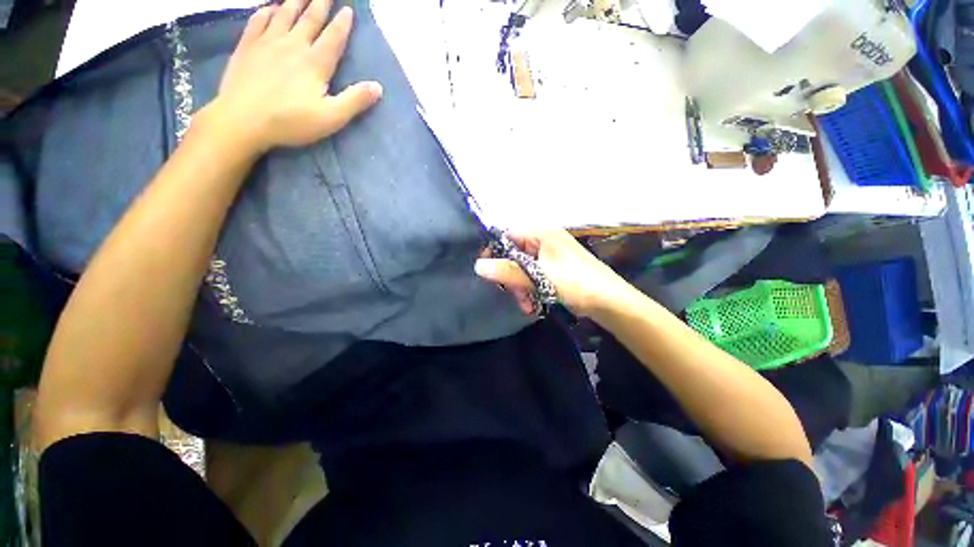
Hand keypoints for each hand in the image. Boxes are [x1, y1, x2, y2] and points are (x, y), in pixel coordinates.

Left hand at [201, 0, 382, 153]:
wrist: (242, 119)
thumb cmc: (291, 121)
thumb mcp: (331, 117)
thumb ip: (355, 101)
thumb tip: (378, 87)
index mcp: (315, 63)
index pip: (333, 37)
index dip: (342, 23)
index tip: (348, 9)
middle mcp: (293, 45)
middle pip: (310, 18)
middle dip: (320, 3)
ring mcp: (267, 43)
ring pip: (285, 14)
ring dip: (296, 1)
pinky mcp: (247, 47)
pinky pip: (258, 21)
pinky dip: (266, 11)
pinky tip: (270, 7)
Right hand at [474, 230, 632, 316]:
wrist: (608, 301)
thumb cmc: (574, 282)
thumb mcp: (538, 276)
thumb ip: (507, 271)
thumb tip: (478, 266)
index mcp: (542, 233)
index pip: (508, 234)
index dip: (494, 250)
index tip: (486, 269)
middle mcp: (544, 241)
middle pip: (514, 254)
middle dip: (511, 276)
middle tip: (512, 293)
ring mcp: (549, 257)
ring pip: (522, 268)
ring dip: (520, 287)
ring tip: (526, 305)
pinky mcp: (553, 271)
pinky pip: (533, 277)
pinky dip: (530, 290)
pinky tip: (532, 306)